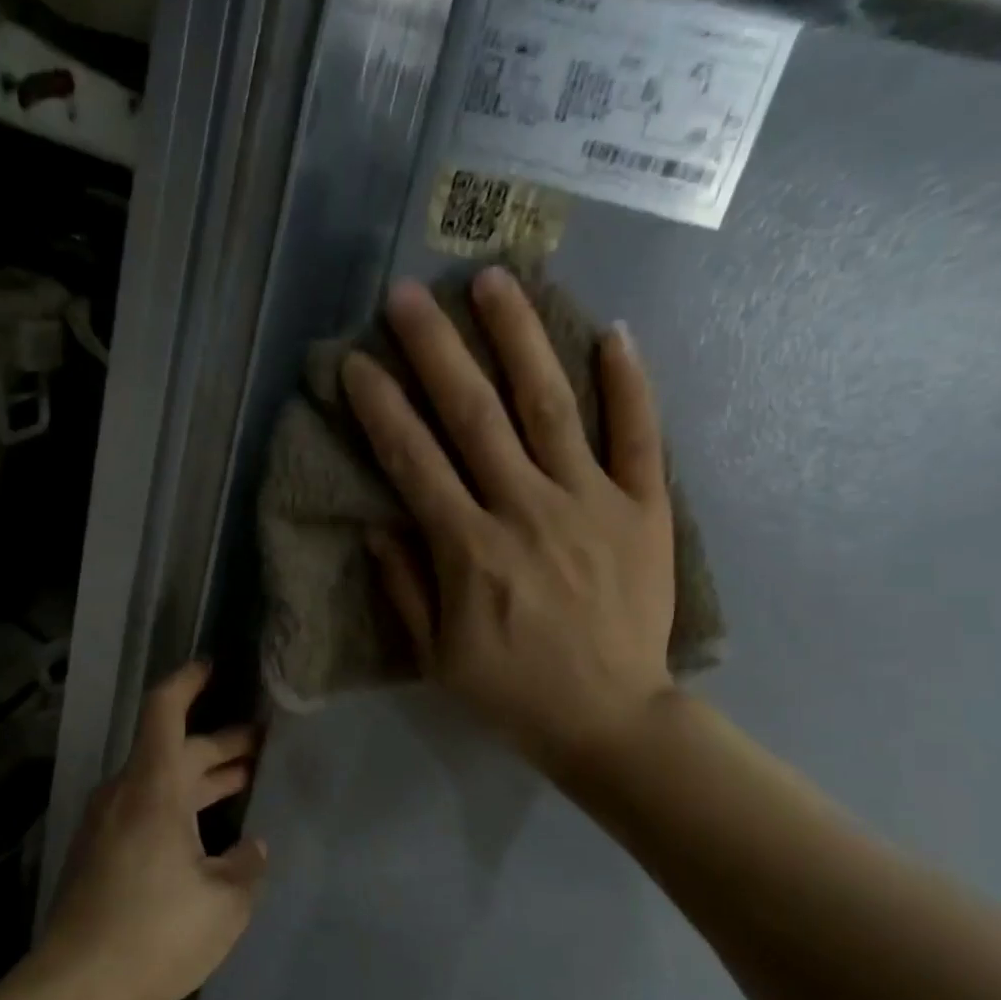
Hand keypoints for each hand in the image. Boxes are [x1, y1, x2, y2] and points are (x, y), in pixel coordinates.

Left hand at [39, 664, 266, 999]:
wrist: (75, 992)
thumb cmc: (156, 935)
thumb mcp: (225, 901)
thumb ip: (246, 865)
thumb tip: (252, 848)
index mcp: (153, 789)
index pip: (164, 712)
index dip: (188, 682)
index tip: (213, 666)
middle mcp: (125, 795)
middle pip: (173, 750)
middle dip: (220, 744)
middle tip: (263, 743)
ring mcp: (107, 826)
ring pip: (161, 783)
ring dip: (202, 779)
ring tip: (245, 781)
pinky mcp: (101, 855)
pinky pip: (147, 810)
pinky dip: (182, 806)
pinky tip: (210, 832)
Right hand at [342, 267, 676, 774]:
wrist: (609, 719)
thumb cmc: (513, 692)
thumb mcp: (438, 656)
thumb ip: (405, 588)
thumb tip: (376, 526)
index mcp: (469, 550)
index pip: (414, 461)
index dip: (380, 407)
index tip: (356, 362)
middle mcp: (525, 510)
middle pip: (474, 414)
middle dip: (435, 349)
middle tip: (407, 295)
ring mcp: (591, 503)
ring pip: (550, 405)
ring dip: (519, 338)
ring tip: (495, 280)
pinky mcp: (644, 509)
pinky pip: (639, 436)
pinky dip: (628, 384)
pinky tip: (612, 333)